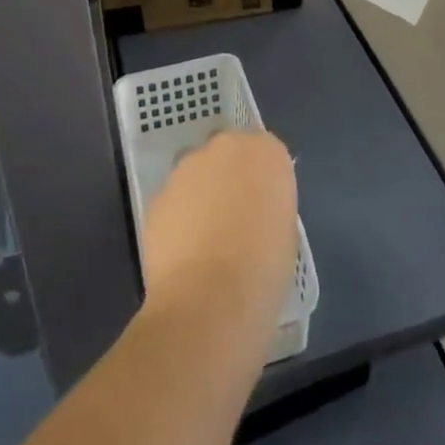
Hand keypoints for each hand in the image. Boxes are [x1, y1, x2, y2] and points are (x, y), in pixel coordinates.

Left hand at [140, 131, 297, 336]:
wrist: (209, 298)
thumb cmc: (264, 268)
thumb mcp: (286, 232)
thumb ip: (269, 206)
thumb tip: (254, 211)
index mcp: (266, 152)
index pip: (267, 154)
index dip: (264, 183)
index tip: (264, 210)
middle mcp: (225, 147)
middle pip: (229, 156)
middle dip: (230, 180)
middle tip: (236, 220)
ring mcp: (186, 168)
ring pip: (197, 175)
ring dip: (202, 196)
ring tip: (206, 242)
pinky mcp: (158, 195)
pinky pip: (175, 200)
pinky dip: (179, 218)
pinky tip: (184, 254)